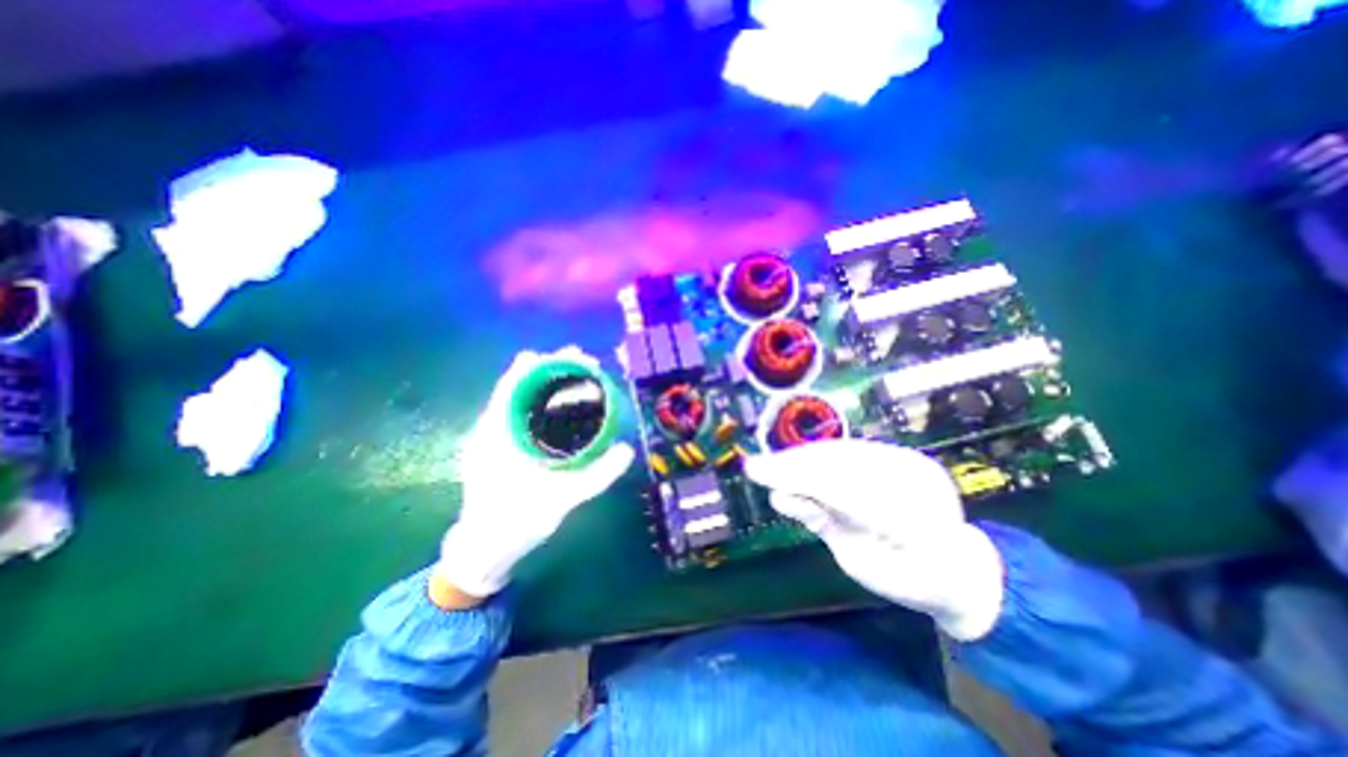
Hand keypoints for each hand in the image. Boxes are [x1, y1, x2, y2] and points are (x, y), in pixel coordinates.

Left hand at [439, 348, 639, 603]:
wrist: (483, 550)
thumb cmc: (515, 524)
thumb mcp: (560, 501)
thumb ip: (596, 477)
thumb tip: (627, 449)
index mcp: (497, 435)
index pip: (515, 385)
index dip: (542, 364)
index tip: (570, 355)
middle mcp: (492, 430)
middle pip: (520, 386)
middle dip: (550, 370)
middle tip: (583, 362)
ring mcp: (493, 438)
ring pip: (519, 399)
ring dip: (545, 384)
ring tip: (576, 376)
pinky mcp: (499, 447)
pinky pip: (520, 415)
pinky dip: (541, 403)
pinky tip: (561, 406)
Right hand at [747, 442, 999, 640]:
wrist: (960, 570)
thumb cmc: (909, 579)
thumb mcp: (859, 563)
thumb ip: (823, 523)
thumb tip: (780, 496)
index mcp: (912, 519)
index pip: (841, 488)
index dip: (796, 477)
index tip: (757, 471)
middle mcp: (913, 480)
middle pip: (839, 463)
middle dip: (793, 464)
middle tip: (756, 466)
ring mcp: (910, 465)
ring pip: (844, 452)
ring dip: (802, 458)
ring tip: (771, 465)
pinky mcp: (903, 456)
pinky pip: (852, 452)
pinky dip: (819, 457)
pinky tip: (796, 463)